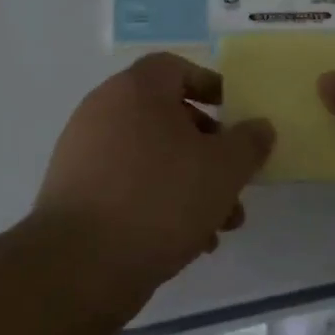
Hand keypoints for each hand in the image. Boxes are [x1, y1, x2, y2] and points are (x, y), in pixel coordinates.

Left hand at [32, 53, 274, 284]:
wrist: (79, 266)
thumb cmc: (160, 198)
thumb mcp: (224, 169)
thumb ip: (249, 142)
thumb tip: (259, 127)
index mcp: (136, 90)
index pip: (176, 68)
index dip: (210, 86)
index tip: (235, 114)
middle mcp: (104, 111)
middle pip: (167, 117)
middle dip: (209, 149)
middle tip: (234, 179)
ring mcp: (84, 153)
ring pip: (152, 157)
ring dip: (190, 183)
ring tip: (221, 224)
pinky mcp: (75, 193)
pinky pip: (128, 185)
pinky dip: (159, 202)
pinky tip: (189, 242)